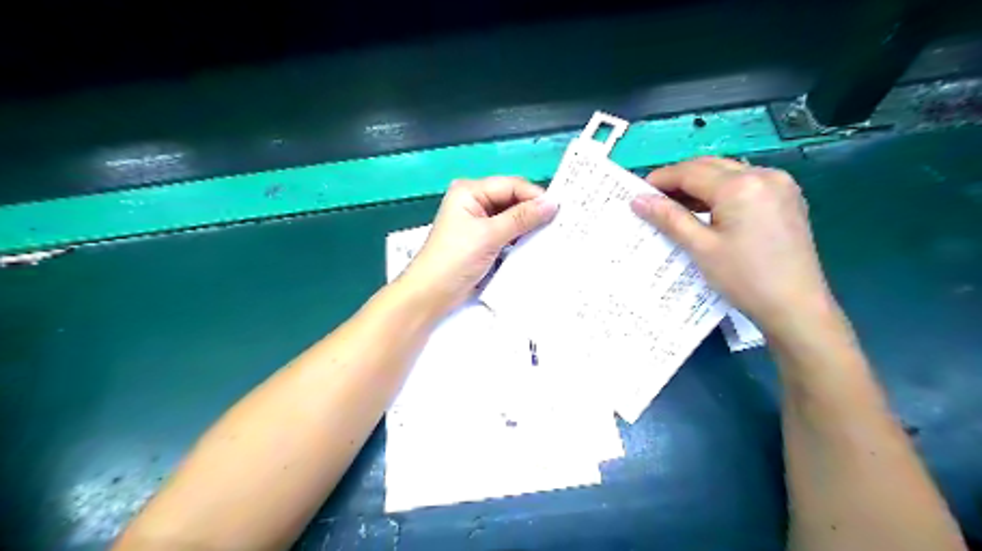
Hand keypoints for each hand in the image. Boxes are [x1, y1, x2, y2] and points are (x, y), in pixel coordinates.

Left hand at [396, 177, 549, 314]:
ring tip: (553, 234)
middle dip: (533, 211)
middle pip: (512, 200)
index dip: (534, 196)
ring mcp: (478, 222)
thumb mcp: (489, 235)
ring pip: (511, 217)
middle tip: (561, 223)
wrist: (431, 294)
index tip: (560, 210)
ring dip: (528, 226)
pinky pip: (507, 233)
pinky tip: (536, 245)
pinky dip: (520, 238)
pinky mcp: (483, 241)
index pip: (511, 185)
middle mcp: (474, 201)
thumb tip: (552, 203)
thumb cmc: (455, 259)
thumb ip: (521, 218)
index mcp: (470, 191)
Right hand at [628, 157, 834, 333]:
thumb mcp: (701, 248)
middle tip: (655, 199)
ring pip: (728, 172)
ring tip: (676, 207)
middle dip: (679, 178)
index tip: (637, 192)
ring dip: (700, 184)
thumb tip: (638, 200)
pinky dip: (722, 191)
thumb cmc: (744, 278)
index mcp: (741, 186)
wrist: (796, 307)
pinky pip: (746, 184)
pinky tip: (708, 210)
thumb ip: (669, 218)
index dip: (661, 179)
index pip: (690, 172)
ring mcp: (780, 185)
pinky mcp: (787, 198)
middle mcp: (764, 175)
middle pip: (710, 166)